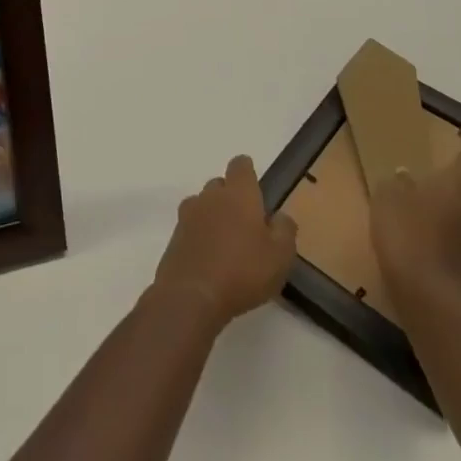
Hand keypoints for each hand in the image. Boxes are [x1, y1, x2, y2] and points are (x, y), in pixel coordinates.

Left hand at [151, 155, 298, 328]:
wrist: (192, 295)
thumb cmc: (243, 271)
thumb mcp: (280, 256)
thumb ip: (285, 231)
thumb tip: (280, 217)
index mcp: (238, 193)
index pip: (240, 166)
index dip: (247, 172)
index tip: (255, 186)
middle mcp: (211, 196)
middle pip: (220, 185)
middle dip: (231, 197)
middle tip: (246, 224)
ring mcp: (189, 214)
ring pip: (203, 204)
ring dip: (214, 216)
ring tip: (227, 242)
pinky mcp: (175, 236)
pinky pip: (191, 227)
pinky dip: (200, 235)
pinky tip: (209, 258)